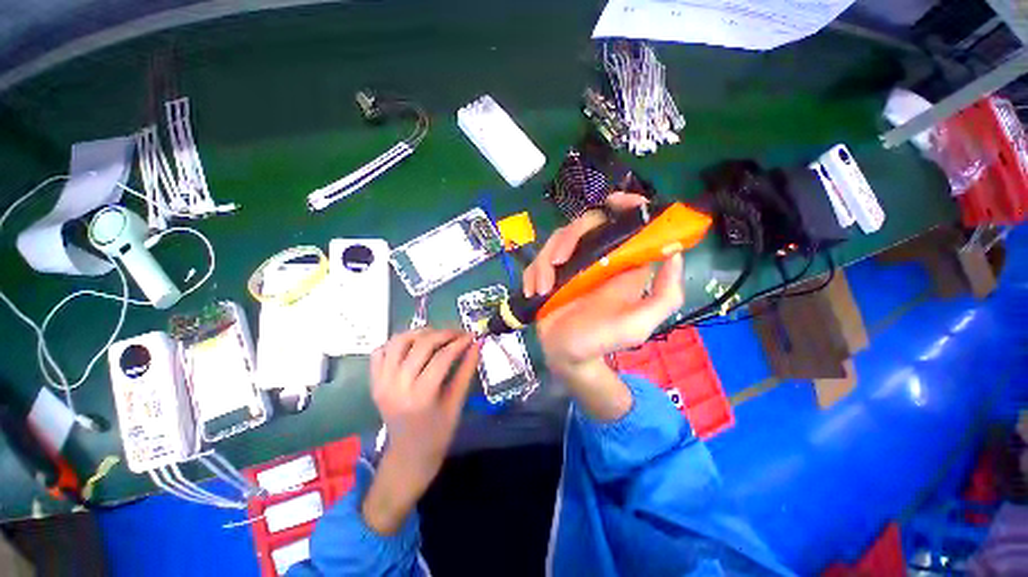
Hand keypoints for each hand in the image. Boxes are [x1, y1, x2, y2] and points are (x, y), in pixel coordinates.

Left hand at [362, 329, 479, 533]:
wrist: (408, 455)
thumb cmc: (438, 433)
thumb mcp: (457, 403)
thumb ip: (467, 370)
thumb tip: (477, 344)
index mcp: (421, 396)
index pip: (442, 357)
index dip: (460, 342)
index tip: (472, 335)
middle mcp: (397, 385)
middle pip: (421, 345)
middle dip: (444, 334)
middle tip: (458, 334)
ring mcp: (381, 382)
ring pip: (398, 341)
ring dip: (419, 333)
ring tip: (436, 336)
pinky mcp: (374, 382)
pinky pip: (380, 351)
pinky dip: (396, 343)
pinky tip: (412, 346)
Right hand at [523, 193, 684, 419]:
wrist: (567, 356)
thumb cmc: (602, 340)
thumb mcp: (638, 325)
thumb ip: (664, 295)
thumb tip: (675, 253)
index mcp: (621, 265)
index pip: (628, 223)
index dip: (628, 205)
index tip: (614, 202)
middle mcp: (597, 259)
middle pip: (585, 224)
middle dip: (568, 240)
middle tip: (558, 263)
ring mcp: (570, 265)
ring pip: (557, 240)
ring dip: (545, 263)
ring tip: (543, 289)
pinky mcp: (549, 274)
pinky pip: (537, 260)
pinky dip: (532, 273)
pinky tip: (533, 292)